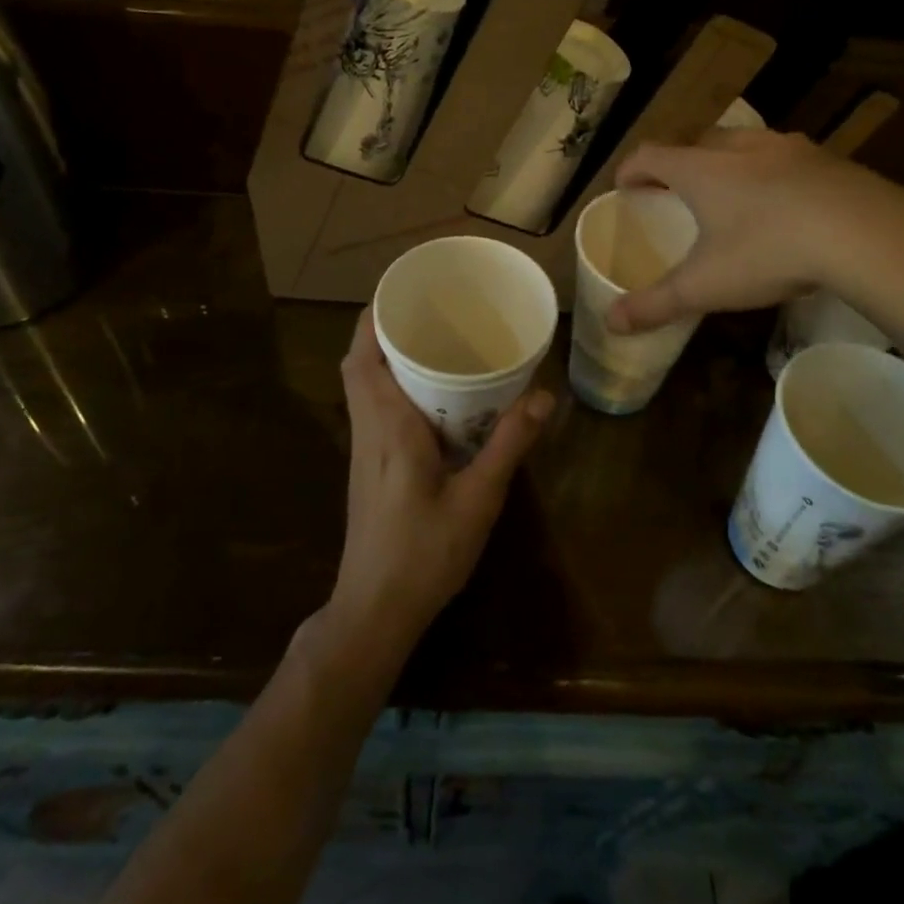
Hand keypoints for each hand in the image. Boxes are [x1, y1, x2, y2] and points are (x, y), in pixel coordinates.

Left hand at [328, 309, 554, 661]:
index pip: (363, 356)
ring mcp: (362, 449)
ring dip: (386, 357)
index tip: (406, 292)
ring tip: (434, 342)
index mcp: (387, 426)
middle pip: (359, 364)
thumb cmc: (424, 554)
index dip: (374, 318)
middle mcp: (367, 429)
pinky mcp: (367, 467)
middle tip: (430, 313)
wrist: (375, 611)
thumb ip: (508, 445)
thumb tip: (544, 395)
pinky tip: (432, 397)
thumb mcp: (477, 500)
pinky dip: (391, 385)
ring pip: (362, 385)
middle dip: (384, 330)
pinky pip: (372, 407)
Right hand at [608, 128, 903, 336]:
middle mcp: (740, 148)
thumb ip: (655, 304)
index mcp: (702, 170)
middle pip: (697, 142)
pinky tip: (784, 203)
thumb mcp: (706, 286)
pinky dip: (771, 172)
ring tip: (729, 192)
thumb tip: (610, 322)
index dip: (631, 169)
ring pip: (744, 144)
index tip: (623, 187)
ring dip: (727, 162)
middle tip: (675, 191)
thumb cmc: (769, 252)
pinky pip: (786, 157)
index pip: (651, 155)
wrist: (867, 235)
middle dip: (679, 163)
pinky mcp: (828, 159)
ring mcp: (789, 148)